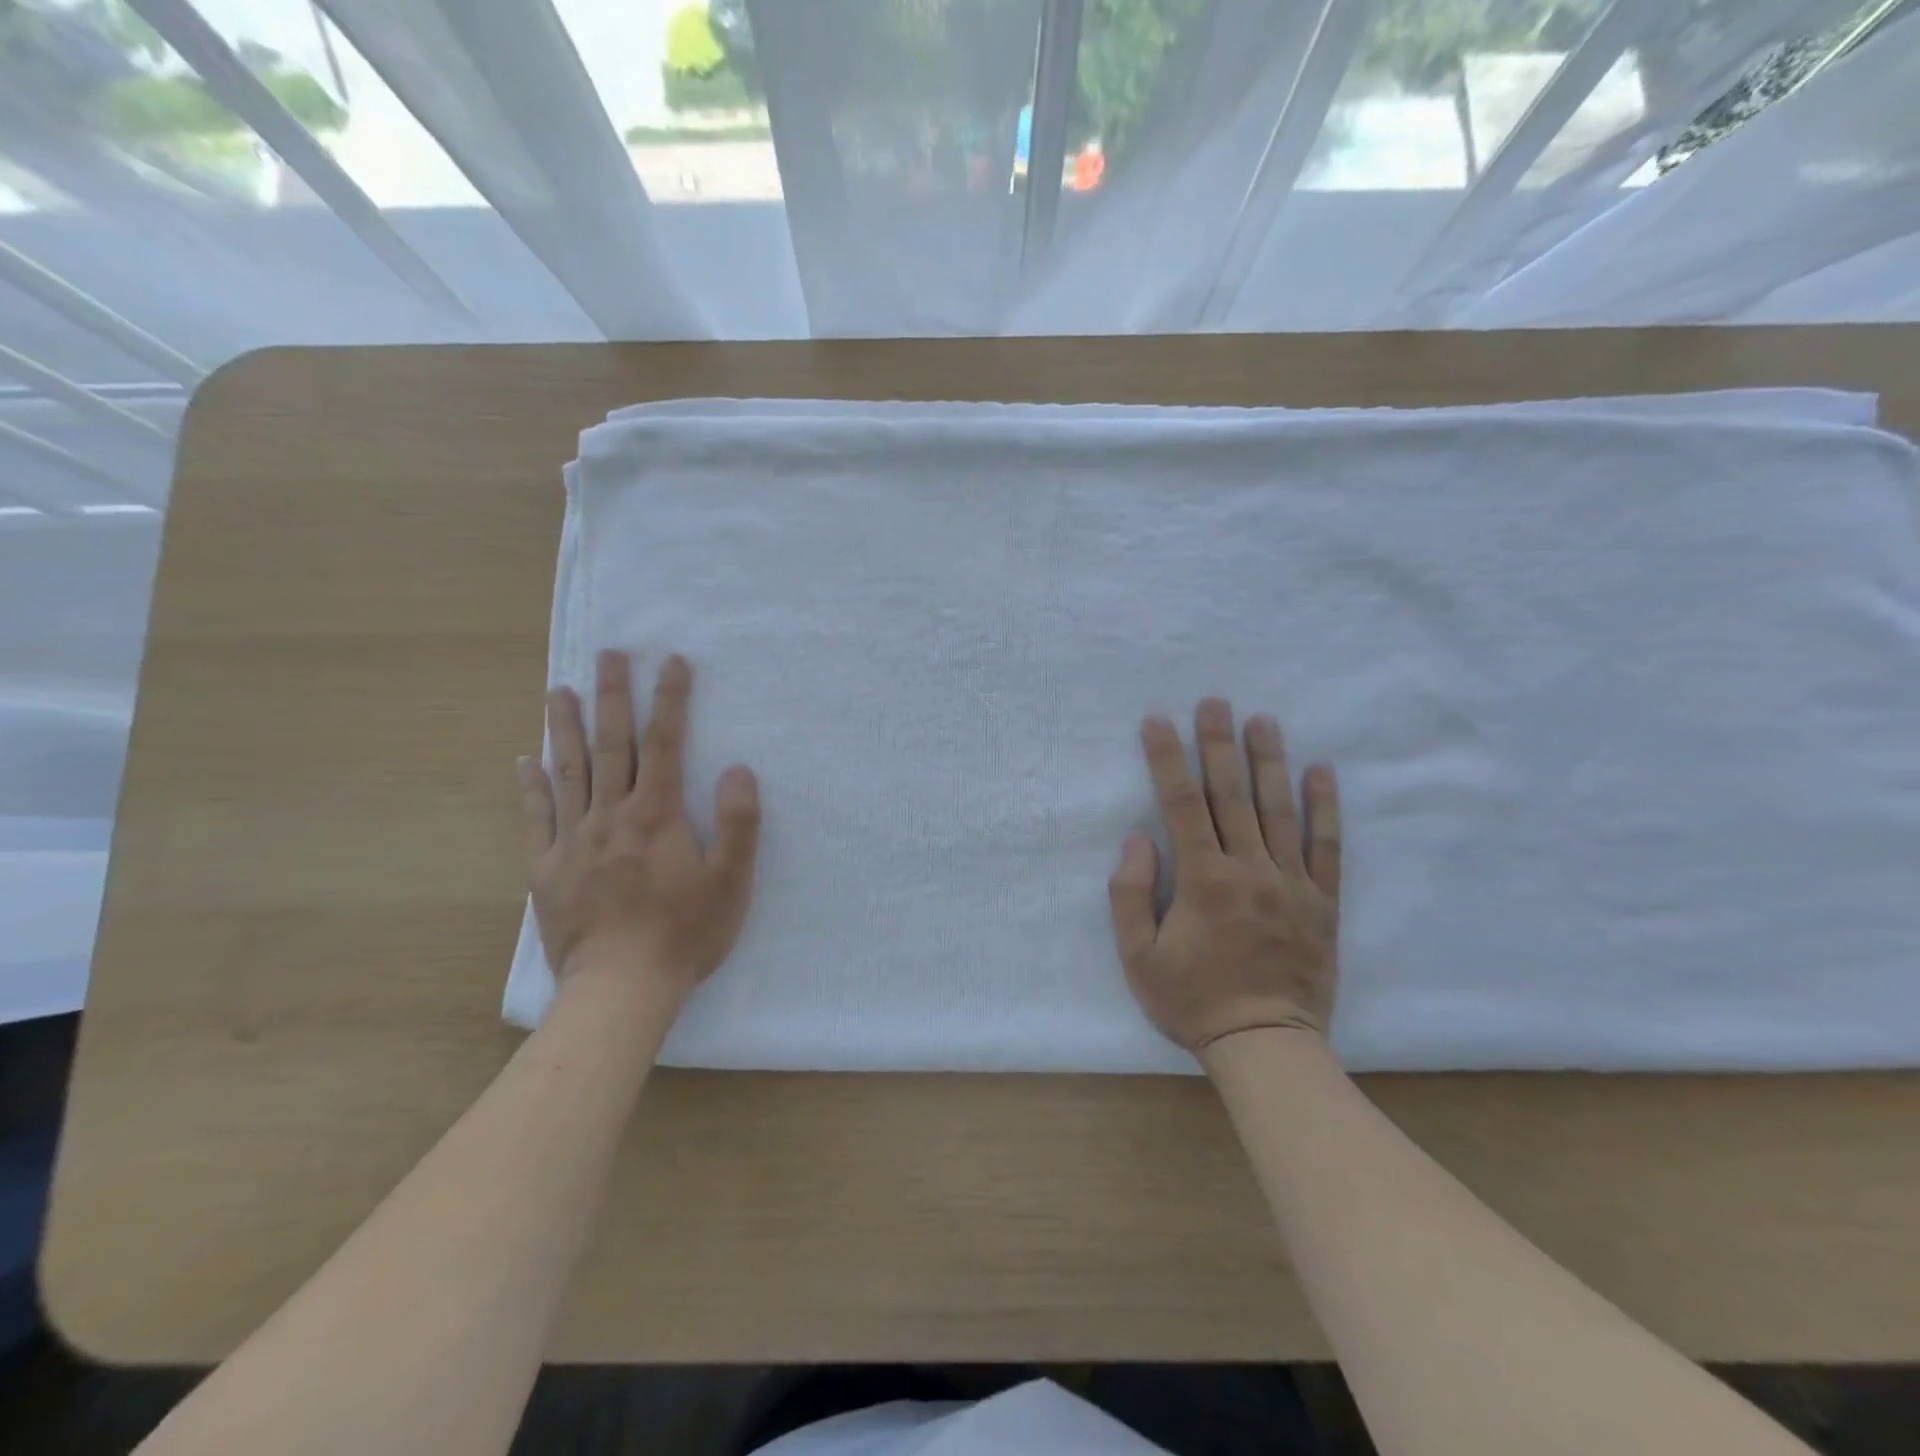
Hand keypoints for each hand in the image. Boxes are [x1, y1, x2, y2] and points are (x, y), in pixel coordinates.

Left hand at [519, 650, 759, 998]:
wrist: (620, 989)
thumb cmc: (685, 934)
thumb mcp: (731, 882)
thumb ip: (739, 823)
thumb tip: (738, 769)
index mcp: (657, 816)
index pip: (664, 744)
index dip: (670, 700)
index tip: (671, 661)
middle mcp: (611, 817)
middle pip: (611, 745)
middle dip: (613, 695)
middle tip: (607, 653)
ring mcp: (573, 841)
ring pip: (568, 772)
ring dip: (565, 727)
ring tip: (559, 689)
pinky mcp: (546, 869)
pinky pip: (535, 819)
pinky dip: (530, 787)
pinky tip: (525, 761)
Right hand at [1108, 698, 1340, 1053]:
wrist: (1265, 1045)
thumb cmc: (1192, 1001)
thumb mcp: (1137, 957)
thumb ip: (1130, 894)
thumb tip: (1138, 839)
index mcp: (1202, 879)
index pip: (1180, 803)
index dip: (1166, 757)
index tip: (1157, 720)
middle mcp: (1248, 869)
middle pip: (1230, 794)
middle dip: (1218, 743)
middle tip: (1215, 701)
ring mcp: (1291, 883)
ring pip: (1279, 810)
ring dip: (1269, 761)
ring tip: (1263, 719)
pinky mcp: (1322, 902)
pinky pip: (1326, 847)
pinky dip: (1324, 808)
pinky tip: (1321, 771)